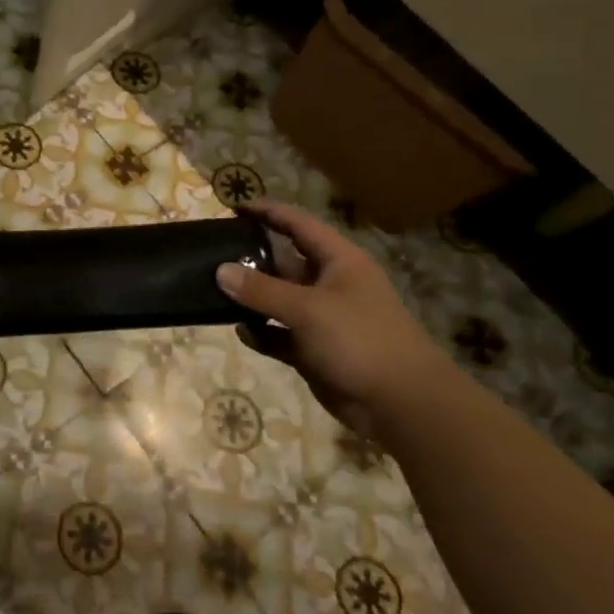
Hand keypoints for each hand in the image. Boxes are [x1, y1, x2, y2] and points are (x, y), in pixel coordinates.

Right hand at [216, 201, 452, 438]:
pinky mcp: (313, 350)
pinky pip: (278, 335)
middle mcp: (329, 284)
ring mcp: (321, 319)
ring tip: (213, 291)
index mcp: (338, 261)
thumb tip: (220, 271)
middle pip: (283, 262)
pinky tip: (240, 332)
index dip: (267, 212)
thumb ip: (261, 290)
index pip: (298, 224)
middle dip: (250, 258)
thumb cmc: (360, 340)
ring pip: (278, 300)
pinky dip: (261, 333)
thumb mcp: (308, 308)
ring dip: (251, 298)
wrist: (402, 405)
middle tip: (212, 254)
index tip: (232, 208)